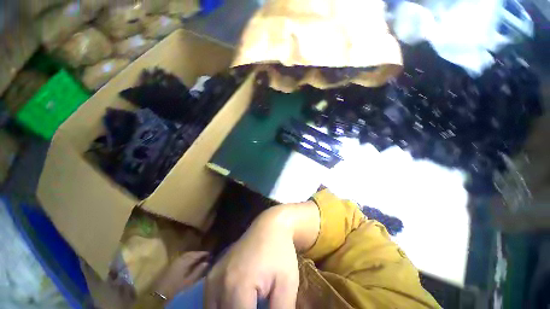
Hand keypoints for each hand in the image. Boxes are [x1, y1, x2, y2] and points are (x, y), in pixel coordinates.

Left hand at [155, 251, 209, 300]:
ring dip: (194, 255)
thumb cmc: (175, 288)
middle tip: (206, 255)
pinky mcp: (172, 265)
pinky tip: (191, 262)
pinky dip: (188, 258)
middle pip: (191, 253)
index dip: (204, 253)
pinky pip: (183, 257)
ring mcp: (175, 261)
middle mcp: (180, 258)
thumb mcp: (189, 281)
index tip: (210, 253)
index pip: (196, 254)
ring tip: (200, 258)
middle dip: (199, 253)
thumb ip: (198, 271)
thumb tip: (207, 262)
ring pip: (187, 255)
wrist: (158, 293)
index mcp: (184, 261)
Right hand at [205, 206, 302, 308]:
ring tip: (248, 305)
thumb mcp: (287, 285)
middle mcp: (218, 283)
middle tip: (259, 307)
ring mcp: (212, 276)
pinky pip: (209, 302)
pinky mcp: (212, 272)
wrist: (269, 226)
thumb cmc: (280, 253)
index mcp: (237, 287)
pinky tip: (234, 305)